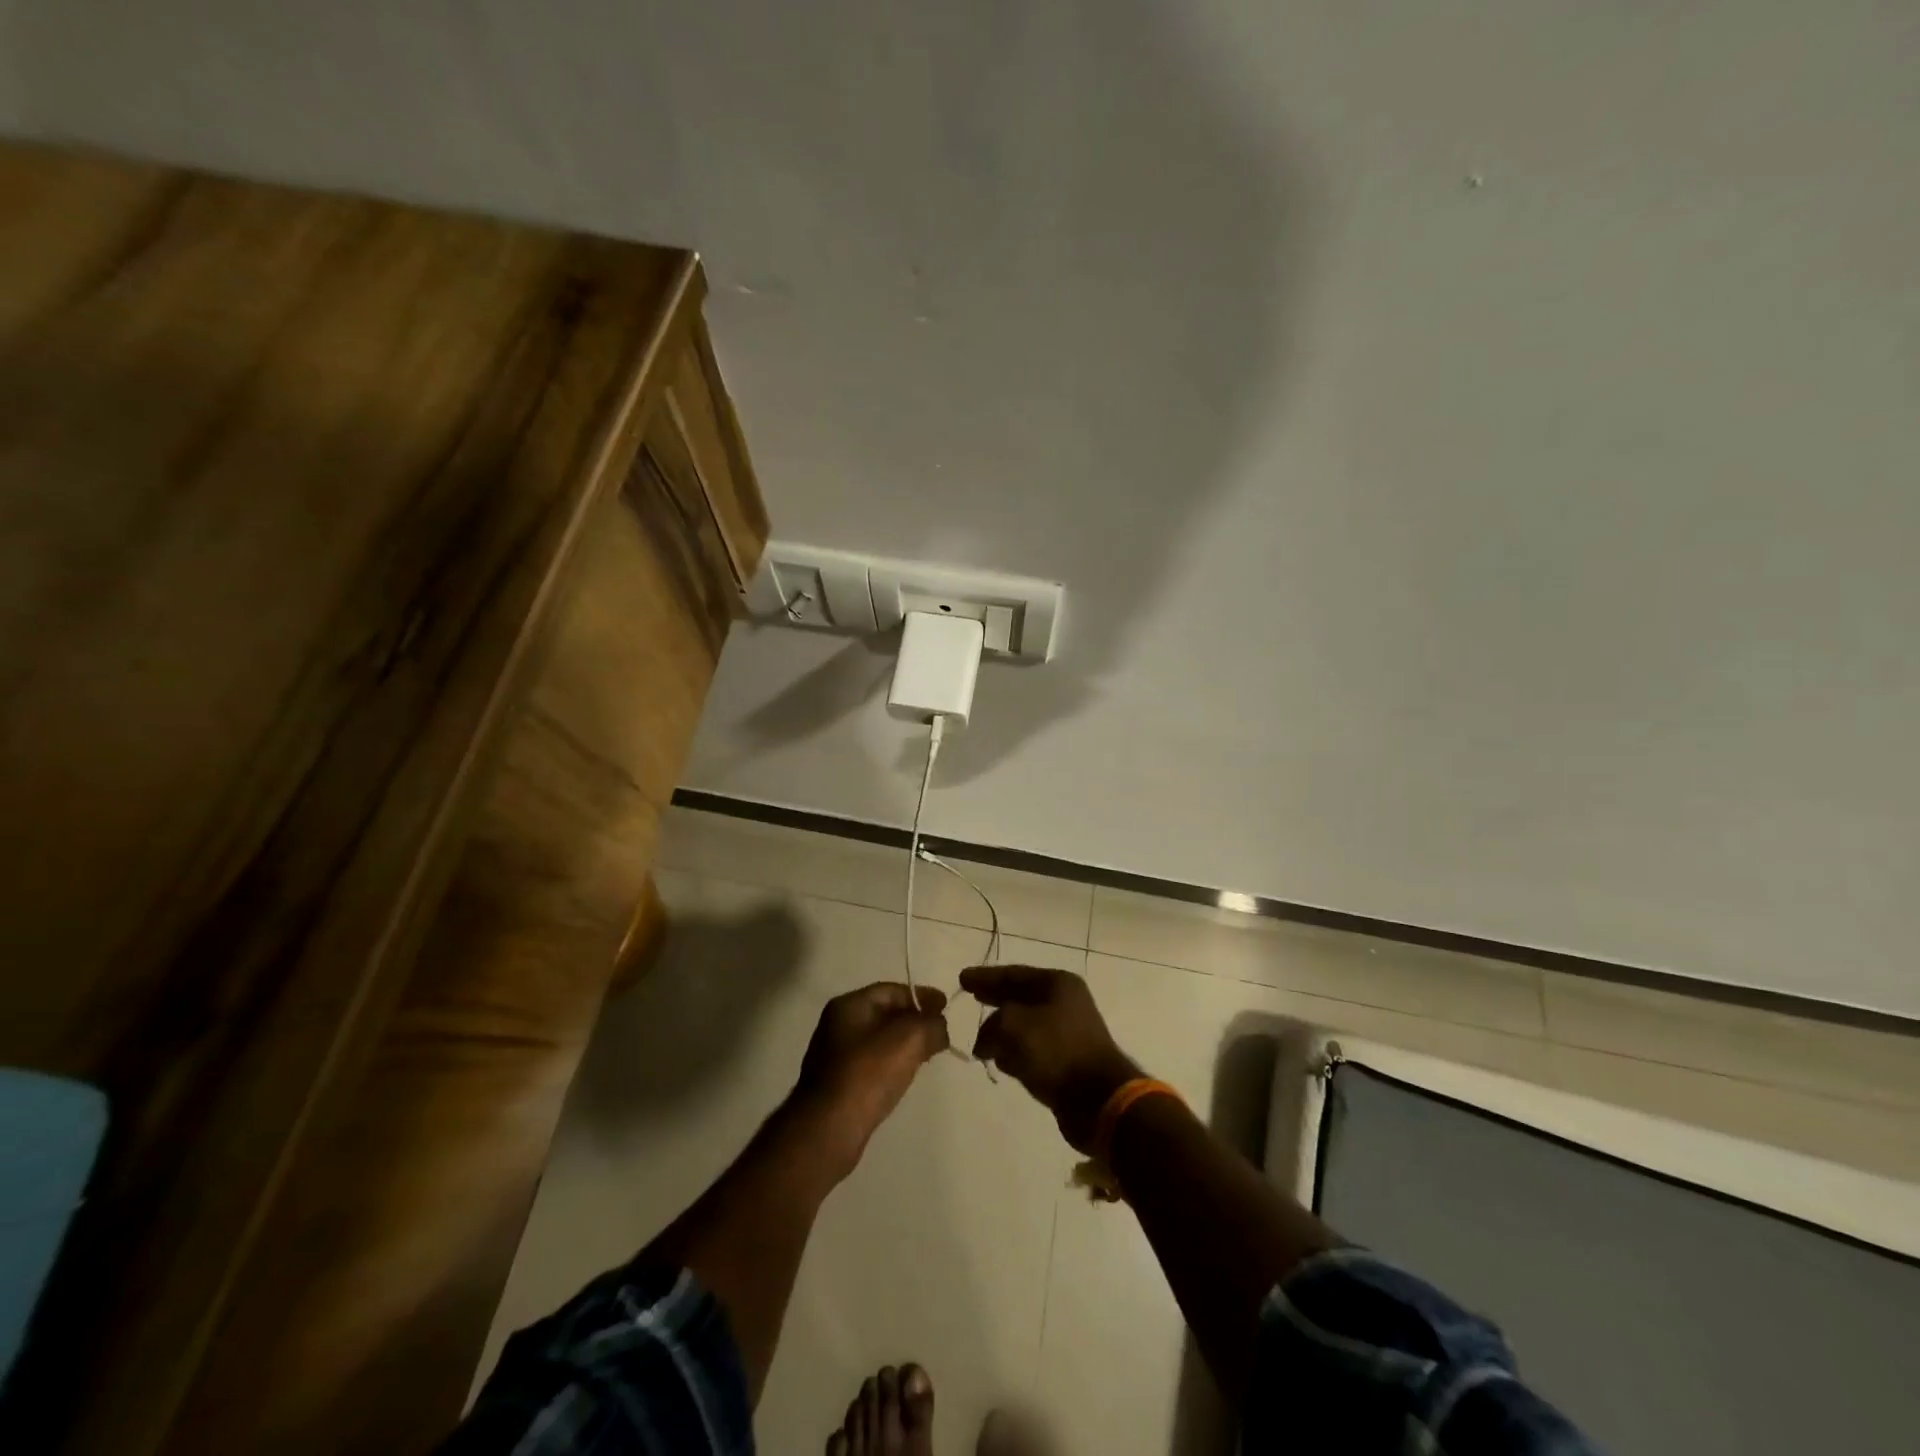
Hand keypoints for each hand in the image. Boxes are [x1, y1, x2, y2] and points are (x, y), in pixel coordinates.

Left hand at [792, 983, 949, 1173]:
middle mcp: (837, 1026)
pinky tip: (904, 1077)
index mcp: (849, 1005)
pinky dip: (891, 1064)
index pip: (891, 990)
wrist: (829, 1128)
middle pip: (884, 1014)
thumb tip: (939, 1026)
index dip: (921, 995)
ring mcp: (834, 1057)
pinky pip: (871, 1065)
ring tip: (927, 1055)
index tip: (946, 1006)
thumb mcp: (910, 1039)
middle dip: (914, 1020)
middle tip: (939, 1031)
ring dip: (903, 1044)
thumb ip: (931, 1024)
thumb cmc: (868, 1073)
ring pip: (878, 1041)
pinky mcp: (837, 1086)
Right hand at [960, 966, 1141, 1150]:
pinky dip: (1015, 1053)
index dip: (986, 976)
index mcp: (1057, 984)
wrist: (1098, 1099)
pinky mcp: (1066, 1062)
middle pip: (1020, 997)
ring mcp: (1067, 1033)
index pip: (1013, 974)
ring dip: (1002, 1032)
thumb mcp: (1013, 1026)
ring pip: (1025, 1026)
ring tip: (980, 1040)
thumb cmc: (1056, 1050)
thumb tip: (985, 1040)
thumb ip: (991, 1024)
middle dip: (995, 999)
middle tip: (971, 997)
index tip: (962, 979)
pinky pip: (1033, 1050)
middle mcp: (1065, 1003)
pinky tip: (999, 1061)